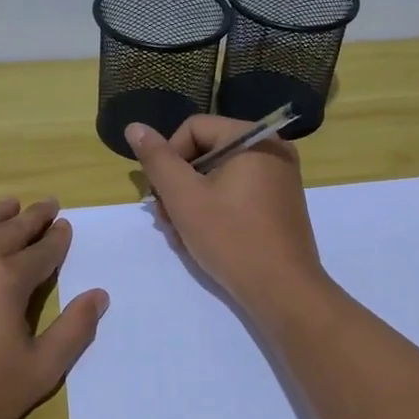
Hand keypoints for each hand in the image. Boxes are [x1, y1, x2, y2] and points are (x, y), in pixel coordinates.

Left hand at [0, 198, 108, 418]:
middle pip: (8, 232)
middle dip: (32, 217)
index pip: (41, 252)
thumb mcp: (39, 373)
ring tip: (10, 203)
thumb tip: (98, 295)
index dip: (57, 239)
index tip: (66, 225)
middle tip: (47, 204)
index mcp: (6, 281)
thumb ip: (74, 331)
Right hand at [124, 116, 331, 320]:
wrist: (283, 291)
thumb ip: (158, 160)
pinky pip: (238, 193)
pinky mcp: (279, 205)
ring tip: (180, 234)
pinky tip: (201, 238)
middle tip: (165, 219)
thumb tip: (135, 127)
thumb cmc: (231, 238)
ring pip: (219, 176)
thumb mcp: (184, 198)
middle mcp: (272, 150)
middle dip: (179, 184)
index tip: (160, 194)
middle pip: (207, 152)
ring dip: (192, 201)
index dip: (169, 157)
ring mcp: (279, 178)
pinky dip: (215, 209)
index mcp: (254, 139)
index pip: (194, 128)